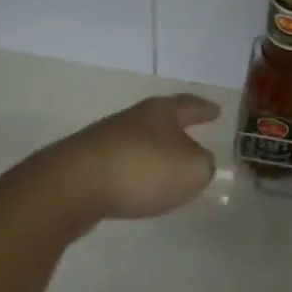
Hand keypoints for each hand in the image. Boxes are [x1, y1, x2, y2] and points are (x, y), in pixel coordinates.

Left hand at [32, 93, 220, 226]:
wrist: (74, 185)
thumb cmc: (142, 169)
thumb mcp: (191, 169)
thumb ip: (203, 165)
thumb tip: (199, 162)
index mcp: (161, 112)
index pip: (189, 105)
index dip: (204, 109)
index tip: (217, 110)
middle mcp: (134, 119)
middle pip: (161, 120)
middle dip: (178, 129)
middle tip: (194, 136)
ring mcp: (107, 140)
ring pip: (140, 141)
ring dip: (155, 152)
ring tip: (168, 167)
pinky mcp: (88, 164)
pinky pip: (123, 164)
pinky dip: (135, 172)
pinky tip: (139, 187)